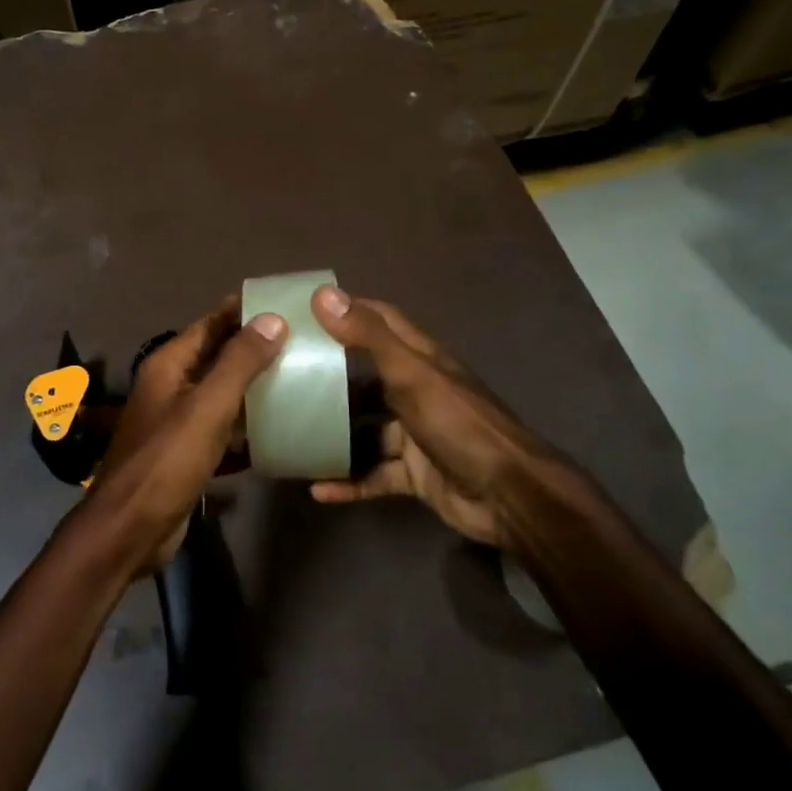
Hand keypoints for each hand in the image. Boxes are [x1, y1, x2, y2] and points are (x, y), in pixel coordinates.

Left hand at [76, 300, 286, 574]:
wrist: (131, 529)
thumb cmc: (166, 461)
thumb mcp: (207, 407)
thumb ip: (239, 362)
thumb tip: (273, 318)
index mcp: (169, 365)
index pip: (210, 324)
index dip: (242, 311)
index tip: (283, 301)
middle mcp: (171, 386)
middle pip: (217, 356)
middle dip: (254, 347)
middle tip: (302, 340)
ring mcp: (178, 420)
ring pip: (222, 393)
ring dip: (254, 386)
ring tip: (299, 377)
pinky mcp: (187, 452)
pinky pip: (222, 427)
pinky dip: (246, 425)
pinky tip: (279, 427)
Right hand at [306, 285, 582, 551]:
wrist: (507, 495)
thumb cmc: (457, 423)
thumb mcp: (411, 374)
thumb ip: (368, 337)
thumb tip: (322, 295)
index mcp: (420, 360)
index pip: (382, 321)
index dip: (349, 310)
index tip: (307, 309)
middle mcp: (416, 391)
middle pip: (368, 376)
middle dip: (331, 375)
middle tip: (284, 374)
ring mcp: (415, 434)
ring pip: (366, 430)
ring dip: (335, 434)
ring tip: (291, 433)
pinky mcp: (415, 474)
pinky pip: (374, 475)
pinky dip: (349, 482)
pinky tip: (318, 489)